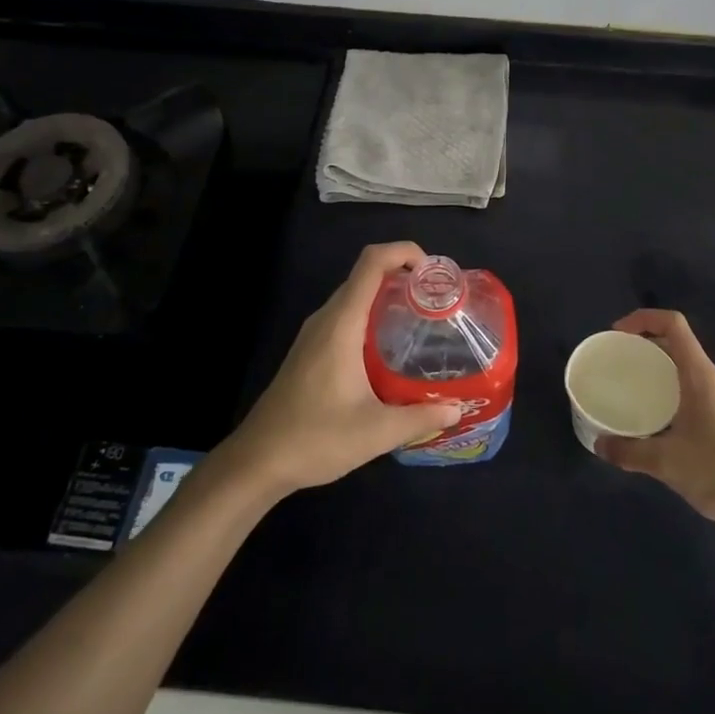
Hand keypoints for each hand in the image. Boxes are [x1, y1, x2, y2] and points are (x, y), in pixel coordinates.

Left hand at [219, 242, 462, 496]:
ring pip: (355, 296)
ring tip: (422, 320)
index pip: (372, 262)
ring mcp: (315, 334)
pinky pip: (346, 316)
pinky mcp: (310, 350)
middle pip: (366, 274)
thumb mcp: (376, 432)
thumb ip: (419, 417)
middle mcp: (327, 319)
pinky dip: (372, 315)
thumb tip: (457, 408)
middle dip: (404, 275)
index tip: (433, 272)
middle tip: (437, 300)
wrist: (257, 462)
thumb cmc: (314, 439)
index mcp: (342, 323)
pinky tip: (390, 349)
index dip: (404, 252)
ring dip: (387, 296)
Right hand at [595, 310, 714, 537]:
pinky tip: (647, 416)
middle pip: (674, 342)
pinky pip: (684, 389)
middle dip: (642, 342)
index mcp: (698, 375)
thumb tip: (599, 445)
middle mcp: (707, 379)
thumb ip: (630, 452)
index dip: (643, 318)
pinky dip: (663, 390)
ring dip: (653, 367)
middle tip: (615, 359)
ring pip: (679, 367)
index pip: (673, 324)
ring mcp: (714, 399)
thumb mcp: (667, 462)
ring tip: (624, 384)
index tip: (616, 334)